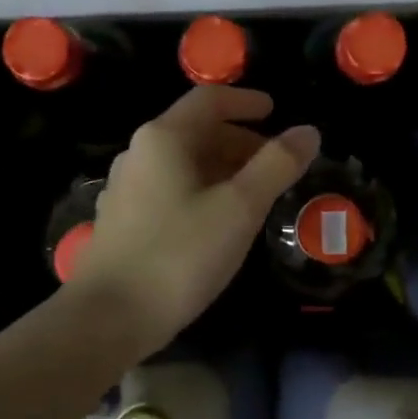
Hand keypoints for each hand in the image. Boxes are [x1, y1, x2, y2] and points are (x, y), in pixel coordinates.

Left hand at [71, 86, 318, 354]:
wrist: (108, 318)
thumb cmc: (179, 255)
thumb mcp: (239, 208)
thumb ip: (276, 166)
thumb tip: (308, 131)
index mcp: (164, 138)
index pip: (210, 100)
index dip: (247, 101)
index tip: (276, 112)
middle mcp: (139, 153)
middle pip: (195, 131)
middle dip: (239, 140)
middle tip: (275, 163)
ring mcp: (126, 188)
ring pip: (183, 163)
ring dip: (222, 168)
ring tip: (254, 193)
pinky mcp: (122, 220)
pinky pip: (170, 188)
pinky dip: (201, 190)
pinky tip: (218, 220)